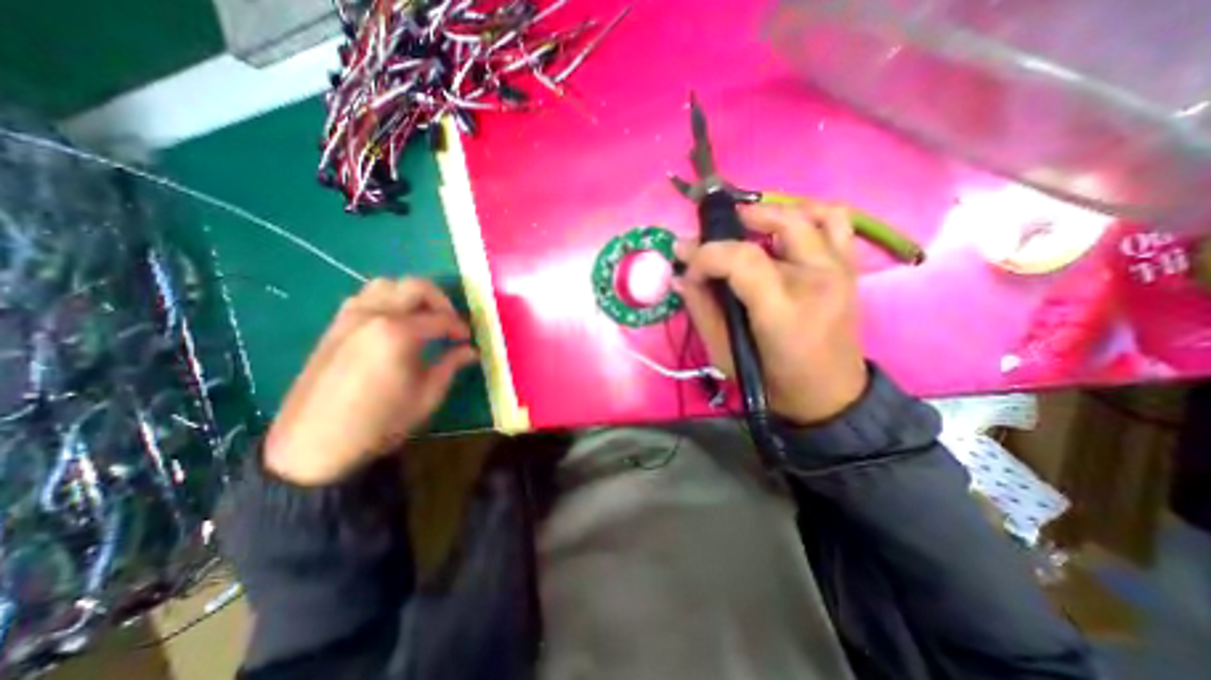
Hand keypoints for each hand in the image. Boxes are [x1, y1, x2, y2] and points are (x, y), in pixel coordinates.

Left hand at [262, 280, 476, 484]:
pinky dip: (387, 300)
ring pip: (388, 284)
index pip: (441, 319)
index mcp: (399, 332)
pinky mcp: (335, 326)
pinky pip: (365, 297)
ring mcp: (350, 317)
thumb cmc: (381, 421)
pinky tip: (394, 324)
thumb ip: (451, 365)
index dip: (460, 328)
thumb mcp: (427, 395)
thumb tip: (471, 351)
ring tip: (422, 319)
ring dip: (412, 296)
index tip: (468, 340)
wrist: (315, 444)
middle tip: (450, 323)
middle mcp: (374, 314)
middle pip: (416, 287)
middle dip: (441, 301)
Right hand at [678, 202, 864, 423]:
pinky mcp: (849, 270)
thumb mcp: (724, 354)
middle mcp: (818, 280)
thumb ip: (701, 310)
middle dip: (735, 222)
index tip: (688, 266)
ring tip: (747, 225)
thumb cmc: (772, 381)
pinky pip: (836, 222)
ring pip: (811, 214)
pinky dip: (808, 213)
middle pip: (780, 224)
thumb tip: (681, 277)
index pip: (743, 259)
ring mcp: (840, 271)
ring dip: (773, 211)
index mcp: (784, 310)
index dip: (707, 255)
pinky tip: (784, 227)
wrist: (828, 396)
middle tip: (710, 236)